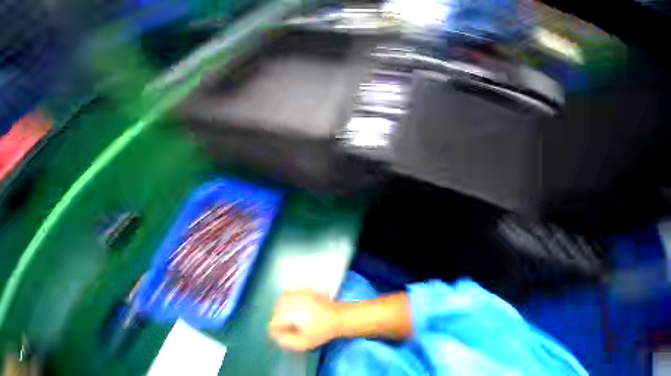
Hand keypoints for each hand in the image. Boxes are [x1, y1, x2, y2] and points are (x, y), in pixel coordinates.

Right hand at [269, 290, 339, 351]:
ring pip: (283, 296)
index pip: (275, 319)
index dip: (274, 328)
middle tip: (282, 325)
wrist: (336, 316)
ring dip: (281, 306)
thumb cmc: (321, 331)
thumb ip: (286, 340)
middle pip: (278, 306)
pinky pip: (292, 289)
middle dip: (276, 315)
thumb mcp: (303, 343)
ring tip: (286, 315)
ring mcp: (301, 293)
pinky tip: (291, 303)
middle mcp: (296, 300)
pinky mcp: (306, 289)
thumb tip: (275, 334)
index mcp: (294, 314)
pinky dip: (287, 295)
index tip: (278, 333)